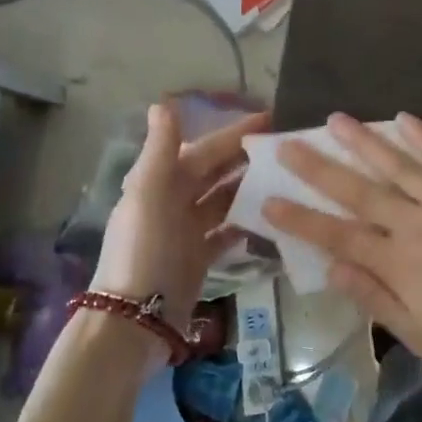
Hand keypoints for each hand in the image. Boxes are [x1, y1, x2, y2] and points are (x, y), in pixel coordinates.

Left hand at [92, 102, 268, 331]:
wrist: (136, 319)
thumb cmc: (145, 251)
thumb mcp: (148, 195)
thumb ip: (160, 150)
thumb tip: (164, 102)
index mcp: (159, 182)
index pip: (203, 149)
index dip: (233, 133)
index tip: (270, 119)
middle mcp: (172, 202)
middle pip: (214, 172)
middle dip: (244, 158)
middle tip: (286, 149)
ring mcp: (186, 231)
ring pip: (223, 200)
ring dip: (248, 188)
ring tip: (285, 179)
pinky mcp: (198, 258)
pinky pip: (226, 233)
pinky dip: (244, 224)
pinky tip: (270, 218)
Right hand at [263, 113, 421, 387]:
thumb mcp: (420, 335)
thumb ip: (374, 297)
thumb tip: (332, 267)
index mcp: (397, 261)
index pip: (337, 236)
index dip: (301, 219)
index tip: (269, 199)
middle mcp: (416, 222)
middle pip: (359, 191)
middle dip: (320, 168)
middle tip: (290, 144)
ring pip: (399, 164)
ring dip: (365, 141)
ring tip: (337, 119)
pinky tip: (405, 118)